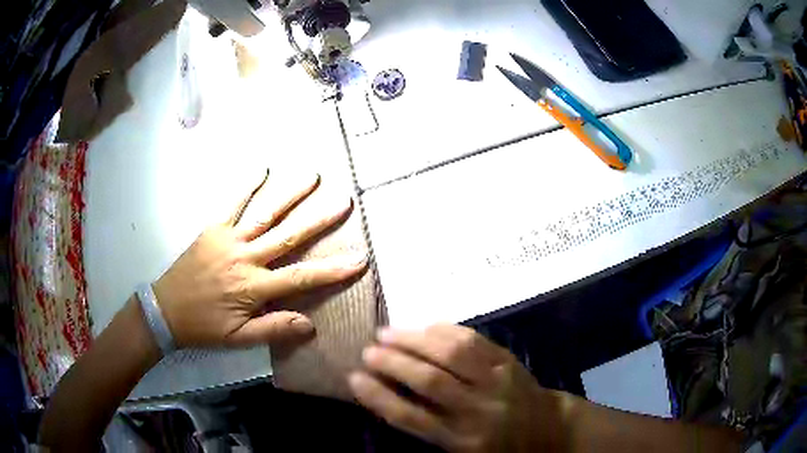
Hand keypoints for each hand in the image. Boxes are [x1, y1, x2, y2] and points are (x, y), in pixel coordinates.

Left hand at [153, 170, 367, 348]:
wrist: (165, 310)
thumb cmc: (205, 326)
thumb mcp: (239, 339)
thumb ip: (273, 329)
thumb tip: (309, 324)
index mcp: (254, 287)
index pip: (301, 277)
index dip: (332, 270)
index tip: (359, 259)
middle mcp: (245, 258)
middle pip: (288, 236)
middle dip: (319, 220)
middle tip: (344, 202)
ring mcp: (228, 239)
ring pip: (265, 214)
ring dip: (290, 194)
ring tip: (312, 177)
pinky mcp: (213, 229)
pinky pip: (231, 204)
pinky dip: (246, 187)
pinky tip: (262, 170)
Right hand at [349, 325, 568, 451]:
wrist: (546, 429)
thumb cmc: (499, 446)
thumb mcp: (461, 450)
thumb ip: (428, 427)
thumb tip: (387, 397)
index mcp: (463, 440)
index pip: (412, 418)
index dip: (379, 397)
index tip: (354, 379)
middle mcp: (478, 409)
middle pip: (429, 381)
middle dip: (393, 363)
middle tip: (368, 350)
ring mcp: (497, 381)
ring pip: (451, 354)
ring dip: (414, 340)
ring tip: (387, 332)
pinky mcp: (509, 361)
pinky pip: (474, 340)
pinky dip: (446, 330)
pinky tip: (426, 326)